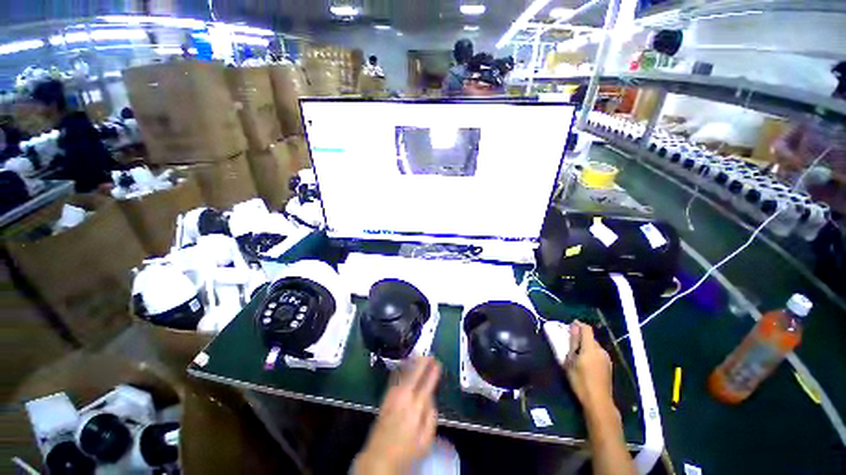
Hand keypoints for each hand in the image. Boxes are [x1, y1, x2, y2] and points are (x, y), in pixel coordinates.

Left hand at [355, 357, 441, 474]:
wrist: (378, 457)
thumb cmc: (406, 452)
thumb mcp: (425, 441)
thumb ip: (431, 417)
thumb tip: (431, 398)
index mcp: (416, 407)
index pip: (427, 384)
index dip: (433, 372)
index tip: (438, 363)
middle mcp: (404, 397)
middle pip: (415, 374)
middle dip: (423, 363)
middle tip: (430, 355)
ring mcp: (393, 395)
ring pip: (404, 373)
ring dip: (412, 363)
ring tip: (419, 355)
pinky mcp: (385, 397)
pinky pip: (395, 378)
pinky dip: (401, 369)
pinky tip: (404, 365)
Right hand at [564, 321, 613, 413]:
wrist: (598, 402)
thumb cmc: (580, 381)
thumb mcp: (570, 361)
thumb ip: (573, 343)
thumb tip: (573, 327)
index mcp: (591, 347)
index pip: (586, 329)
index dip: (578, 324)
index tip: (569, 326)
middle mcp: (601, 350)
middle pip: (590, 337)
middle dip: (580, 337)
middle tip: (568, 343)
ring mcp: (606, 359)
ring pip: (594, 346)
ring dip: (585, 346)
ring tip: (575, 354)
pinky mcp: (608, 367)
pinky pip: (597, 354)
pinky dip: (590, 353)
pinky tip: (584, 363)